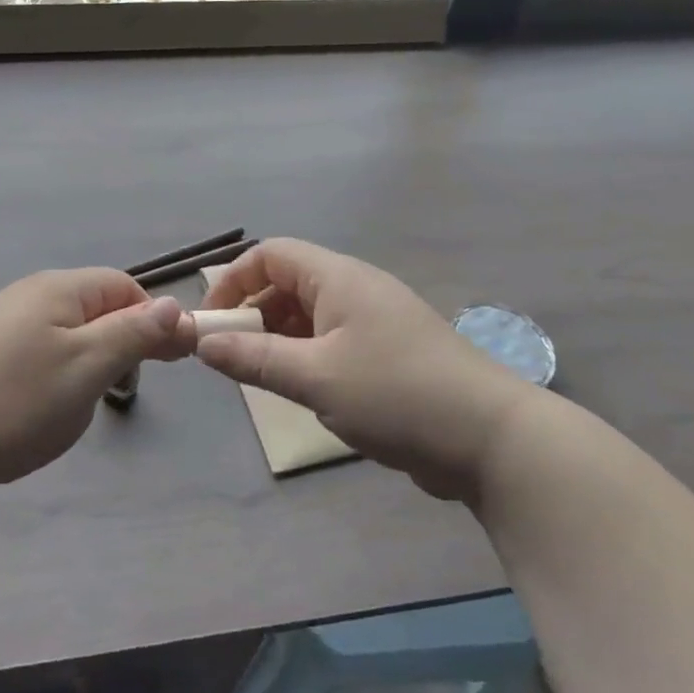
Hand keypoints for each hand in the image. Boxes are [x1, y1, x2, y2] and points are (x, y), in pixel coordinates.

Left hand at [0, 269, 193, 499]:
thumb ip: (135, 334)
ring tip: (87, 402)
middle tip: (129, 385)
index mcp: (59, 288)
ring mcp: (6, 324)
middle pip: (98, 307)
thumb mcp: (89, 366)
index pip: (124, 286)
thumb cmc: (20, 399)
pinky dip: (61, 375)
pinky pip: (44, 353)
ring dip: (92, 362)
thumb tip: (174, 307)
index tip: (170, 359)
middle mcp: (32, 295)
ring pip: (71, 334)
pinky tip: (50, 406)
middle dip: (123, 342)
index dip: (154, 318)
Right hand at [198, 238, 533, 501]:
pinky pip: (332, 342)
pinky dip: (307, 358)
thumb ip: (253, 358)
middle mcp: (356, 288)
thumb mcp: (314, 377)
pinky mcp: (390, 353)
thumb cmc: (395, 394)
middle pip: (288, 283)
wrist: (491, 438)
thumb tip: (202, 343)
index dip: (233, 281)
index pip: (270, 253)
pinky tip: (304, 392)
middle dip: (253, 314)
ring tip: (262, 379)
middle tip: (232, 359)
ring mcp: (376, 321)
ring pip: (309, 316)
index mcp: (338, 277)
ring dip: (278, 340)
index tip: (211, 324)